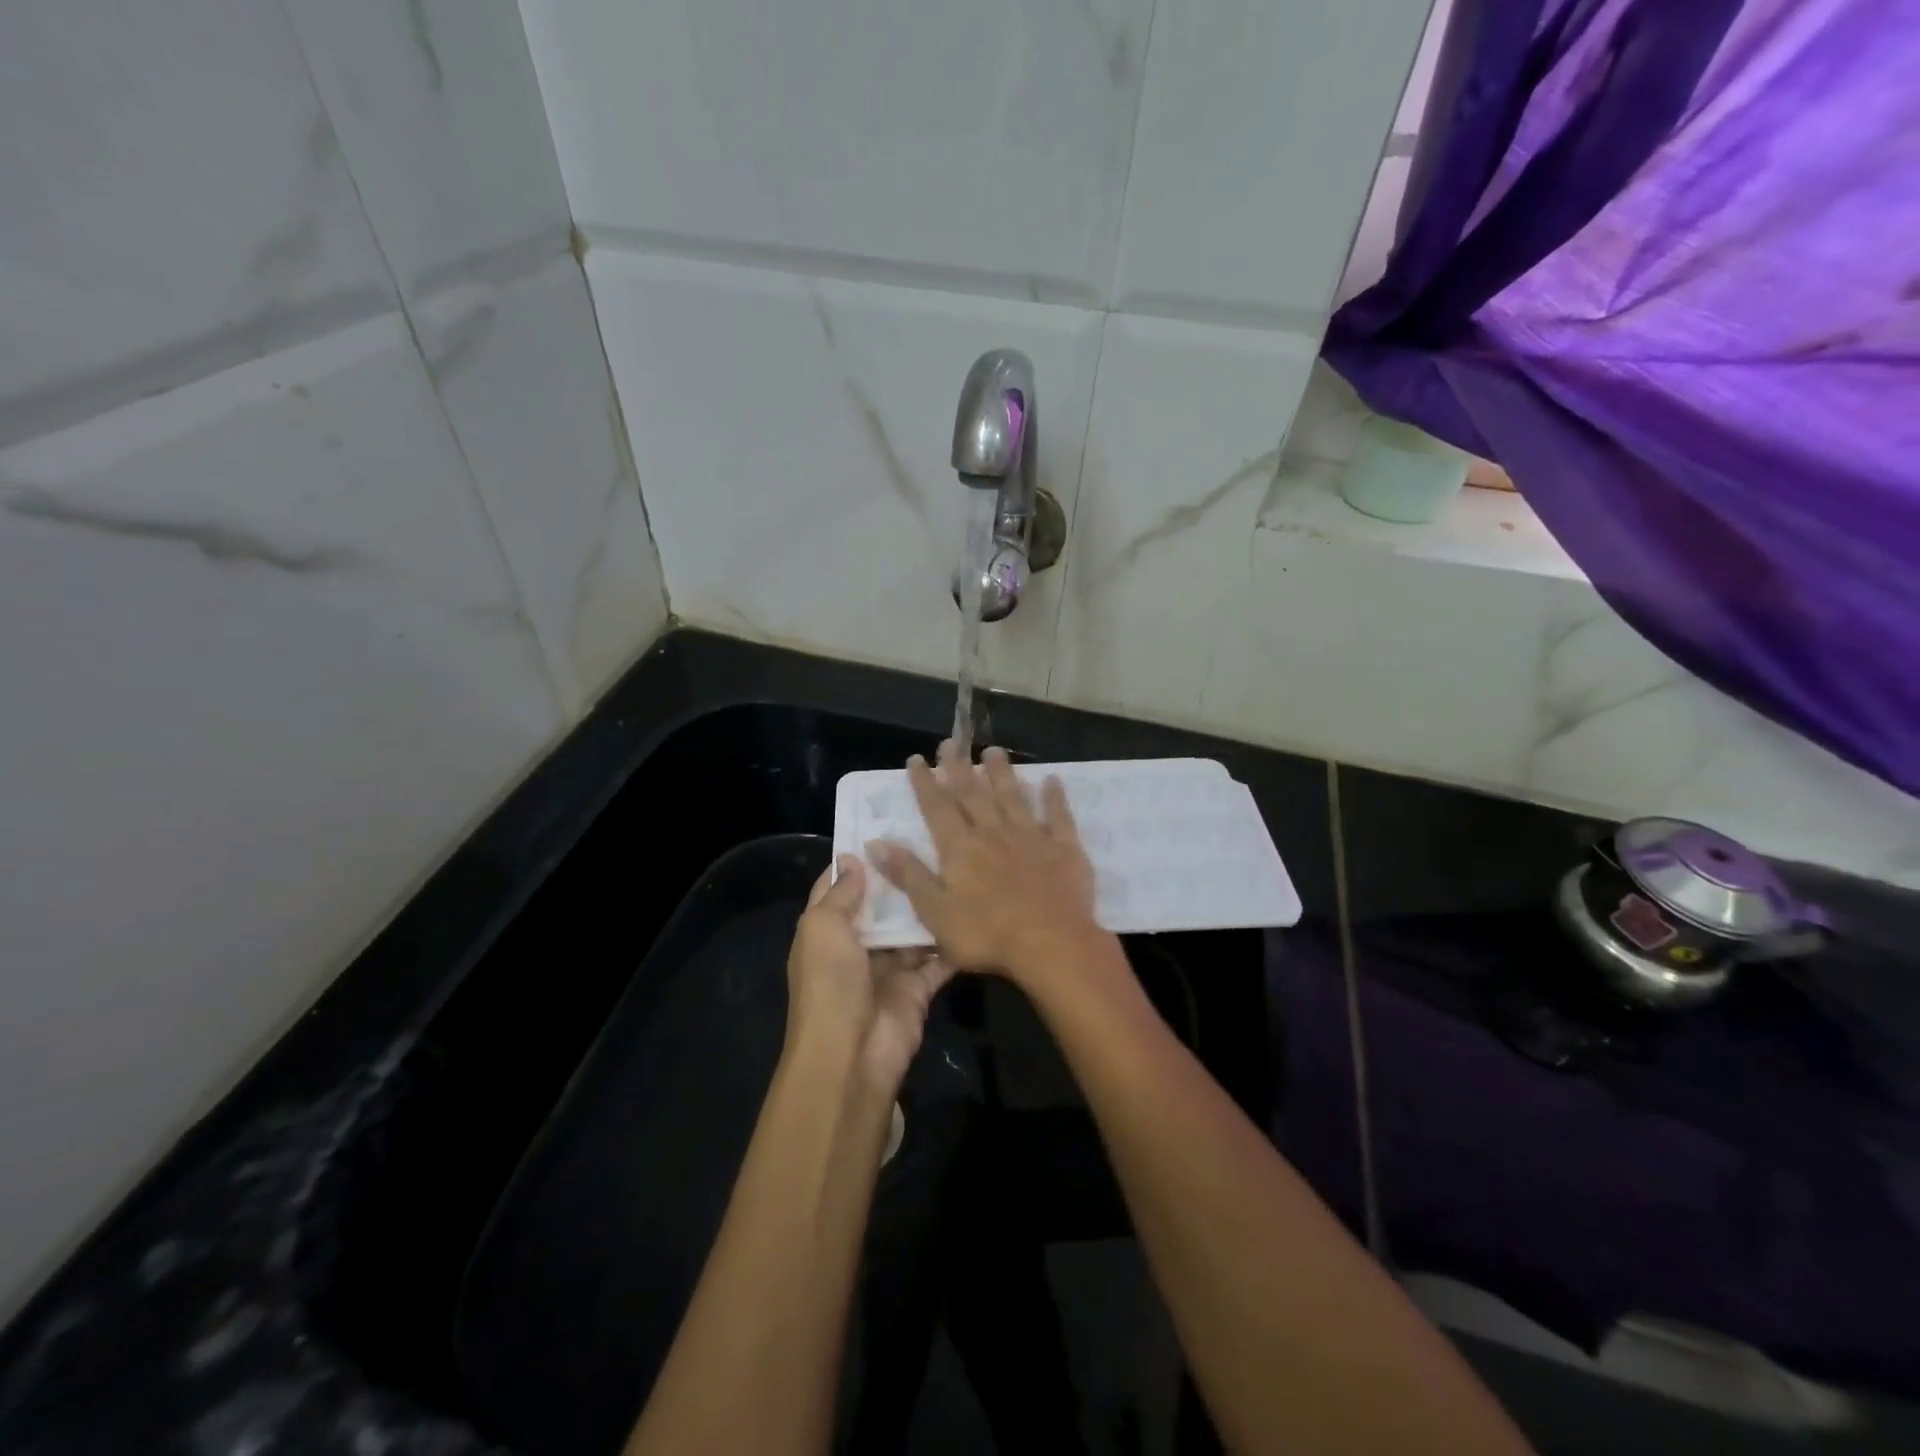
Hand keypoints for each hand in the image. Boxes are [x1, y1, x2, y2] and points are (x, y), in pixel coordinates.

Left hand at [786, 856, 956, 1095]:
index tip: (883, 827)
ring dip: (929, 906)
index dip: (855, 860)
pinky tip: (973, 909)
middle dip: (900, 879)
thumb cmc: (830, 982)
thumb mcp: (822, 928)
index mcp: (826, 931)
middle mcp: (856, 946)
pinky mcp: (918, 989)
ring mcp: (889, 969)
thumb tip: (853, 858)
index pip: (837, 887)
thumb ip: (841, 893)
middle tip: (933, 841)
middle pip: (881, 907)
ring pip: (912, 930)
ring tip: (958, 867)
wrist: (852, 1055)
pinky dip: (952, 942)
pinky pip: (939, 960)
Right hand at [868, 742, 1101, 985]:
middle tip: (951, 742)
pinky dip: (1054, 797)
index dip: (926, 783)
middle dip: (959, 767)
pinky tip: (1052, 780)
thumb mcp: (934, 912)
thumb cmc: (986, 935)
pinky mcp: (1064, 848)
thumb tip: (876, 842)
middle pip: (973, 794)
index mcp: (960, 848)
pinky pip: (1058, 816)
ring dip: (1001, 773)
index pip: (937, 808)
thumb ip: (909, 874)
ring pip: (1013, 796)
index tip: (916, 759)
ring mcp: (1031, 837)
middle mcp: (993, 833)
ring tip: (993, 750)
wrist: (1050, 944)